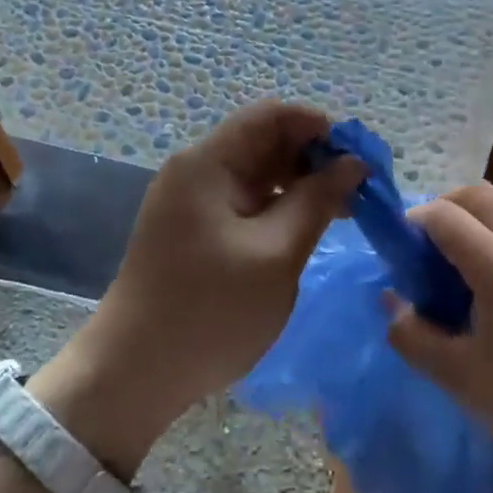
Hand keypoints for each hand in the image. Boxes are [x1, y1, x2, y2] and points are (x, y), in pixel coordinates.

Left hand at [35, 102, 362, 472]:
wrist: (133, 376)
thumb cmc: (209, 311)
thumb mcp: (276, 254)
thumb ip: (317, 201)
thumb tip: (354, 164)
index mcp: (208, 163)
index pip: (271, 116)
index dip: (318, 127)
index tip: (358, 157)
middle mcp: (197, 171)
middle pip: (264, 141)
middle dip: (314, 156)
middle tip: (359, 188)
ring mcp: (193, 201)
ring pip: (258, 172)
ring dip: (300, 182)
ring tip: (343, 209)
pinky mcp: (195, 229)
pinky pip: (245, 199)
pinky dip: (279, 205)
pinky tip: (307, 227)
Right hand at [385, 183, 492, 490]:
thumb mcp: (461, 379)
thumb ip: (414, 336)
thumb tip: (392, 303)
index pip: (444, 216)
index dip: (414, 223)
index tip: (402, 247)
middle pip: (479, 194)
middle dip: (446, 206)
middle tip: (430, 243)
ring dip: (481, 215)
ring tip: (469, 255)